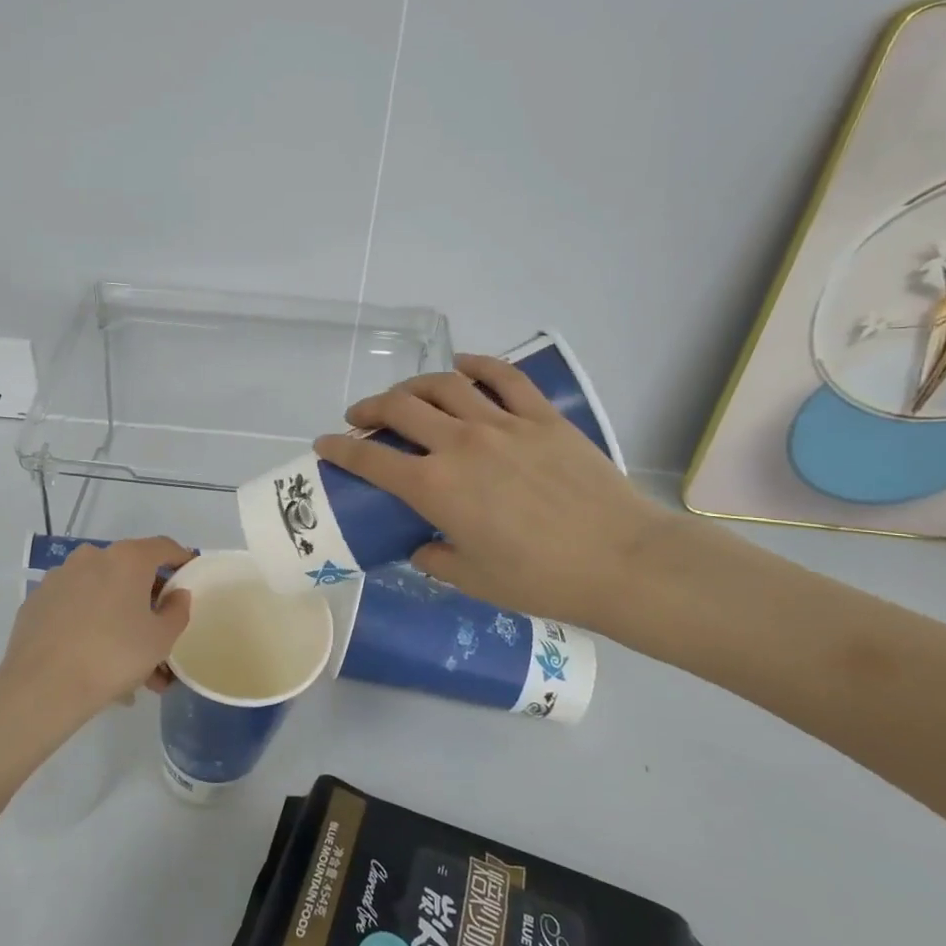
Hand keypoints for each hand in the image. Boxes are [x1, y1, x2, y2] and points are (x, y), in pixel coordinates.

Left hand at [0, 536, 193, 734]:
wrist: (41, 687)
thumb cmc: (113, 656)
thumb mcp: (161, 639)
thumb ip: (178, 611)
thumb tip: (177, 594)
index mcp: (127, 558)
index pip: (164, 547)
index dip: (181, 560)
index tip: (190, 578)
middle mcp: (92, 556)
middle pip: (131, 571)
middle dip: (148, 600)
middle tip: (160, 633)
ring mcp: (60, 577)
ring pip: (102, 592)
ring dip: (119, 617)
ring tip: (129, 663)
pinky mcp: (38, 601)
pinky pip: (75, 606)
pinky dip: (89, 623)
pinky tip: (94, 658)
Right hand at [314, 354, 670, 632]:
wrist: (621, 561)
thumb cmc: (541, 580)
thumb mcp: (474, 581)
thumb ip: (435, 559)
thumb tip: (420, 546)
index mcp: (436, 488)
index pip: (370, 459)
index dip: (340, 448)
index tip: (324, 443)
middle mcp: (460, 445)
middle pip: (400, 408)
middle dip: (369, 408)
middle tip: (362, 416)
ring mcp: (502, 424)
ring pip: (444, 384)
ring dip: (414, 385)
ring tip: (407, 396)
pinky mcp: (540, 416)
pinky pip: (502, 376)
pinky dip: (477, 365)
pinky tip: (463, 366)